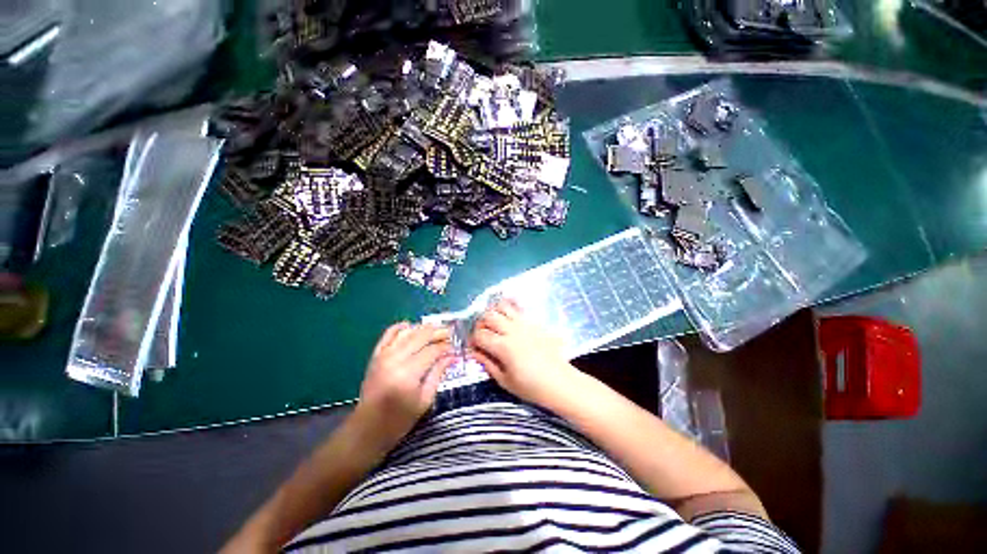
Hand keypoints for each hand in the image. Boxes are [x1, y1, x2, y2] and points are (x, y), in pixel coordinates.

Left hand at [356, 322, 453, 446]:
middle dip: (438, 332)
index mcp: (408, 374)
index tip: (455, 347)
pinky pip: (389, 334)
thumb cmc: (399, 420)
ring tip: (436, 329)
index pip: (432, 350)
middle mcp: (395, 359)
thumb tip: (452, 357)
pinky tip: (411, 326)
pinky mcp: (376, 355)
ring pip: (407, 332)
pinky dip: (400, 327)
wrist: (367, 428)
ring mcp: (383, 355)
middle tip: (450, 332)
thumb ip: (438, 374)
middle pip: (421, 336)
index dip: (446, 346)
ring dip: (423, 328)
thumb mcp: (425, 400)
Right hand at [469, 298, 575, 406]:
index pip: (479, 335)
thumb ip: (487, 364)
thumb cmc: (531, 386)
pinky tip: (507, 319)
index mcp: (503, 347)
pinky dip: (508, 309)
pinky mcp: (534, 322)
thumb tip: (474, 352)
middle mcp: (512, 330)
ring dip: (494, 313)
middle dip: (480, 324)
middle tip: (482, 335)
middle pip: (488, 317)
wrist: (560, 382)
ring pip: (502, 307)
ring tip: (494, 324)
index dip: (473, 340)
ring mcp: (524, 323)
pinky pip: (518, 308)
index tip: (474, 347)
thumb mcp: (505, 381)